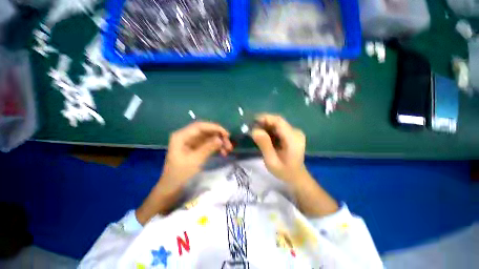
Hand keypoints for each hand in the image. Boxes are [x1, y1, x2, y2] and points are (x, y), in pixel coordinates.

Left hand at [160, 122, 232, 189]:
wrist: (172, 188)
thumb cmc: (180, 175)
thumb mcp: (195, 161)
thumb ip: (208, 148)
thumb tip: (221, 139)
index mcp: (181, 136)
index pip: (200, 126)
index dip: (214, 128)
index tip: (226, 134)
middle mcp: (187, 136)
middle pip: (206, 131)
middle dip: (218, 136)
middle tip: (229, 145)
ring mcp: (192, 142)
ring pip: (209, 137)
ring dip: (219, 142)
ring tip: (228, 150)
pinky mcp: (196, 148)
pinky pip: (209, 144)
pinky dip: (216, 147)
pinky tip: (223, 152)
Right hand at [252, 114, 307, 182]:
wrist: (296, 176)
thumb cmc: (284, 171)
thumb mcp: (271, 161)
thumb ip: (264, 145)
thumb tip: (254, 130)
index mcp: (293, 139)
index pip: (278, 121)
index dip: (265, 118)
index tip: (252, 121)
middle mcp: (295, 132)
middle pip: (278, 121)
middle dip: (263, 122)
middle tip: (251, 128)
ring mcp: (295, 132)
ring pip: (277, 123)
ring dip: (265, 125)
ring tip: (255, 132)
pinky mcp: (292, 134)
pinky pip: (279, 128)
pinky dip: (269, 129)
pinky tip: (263, 135)